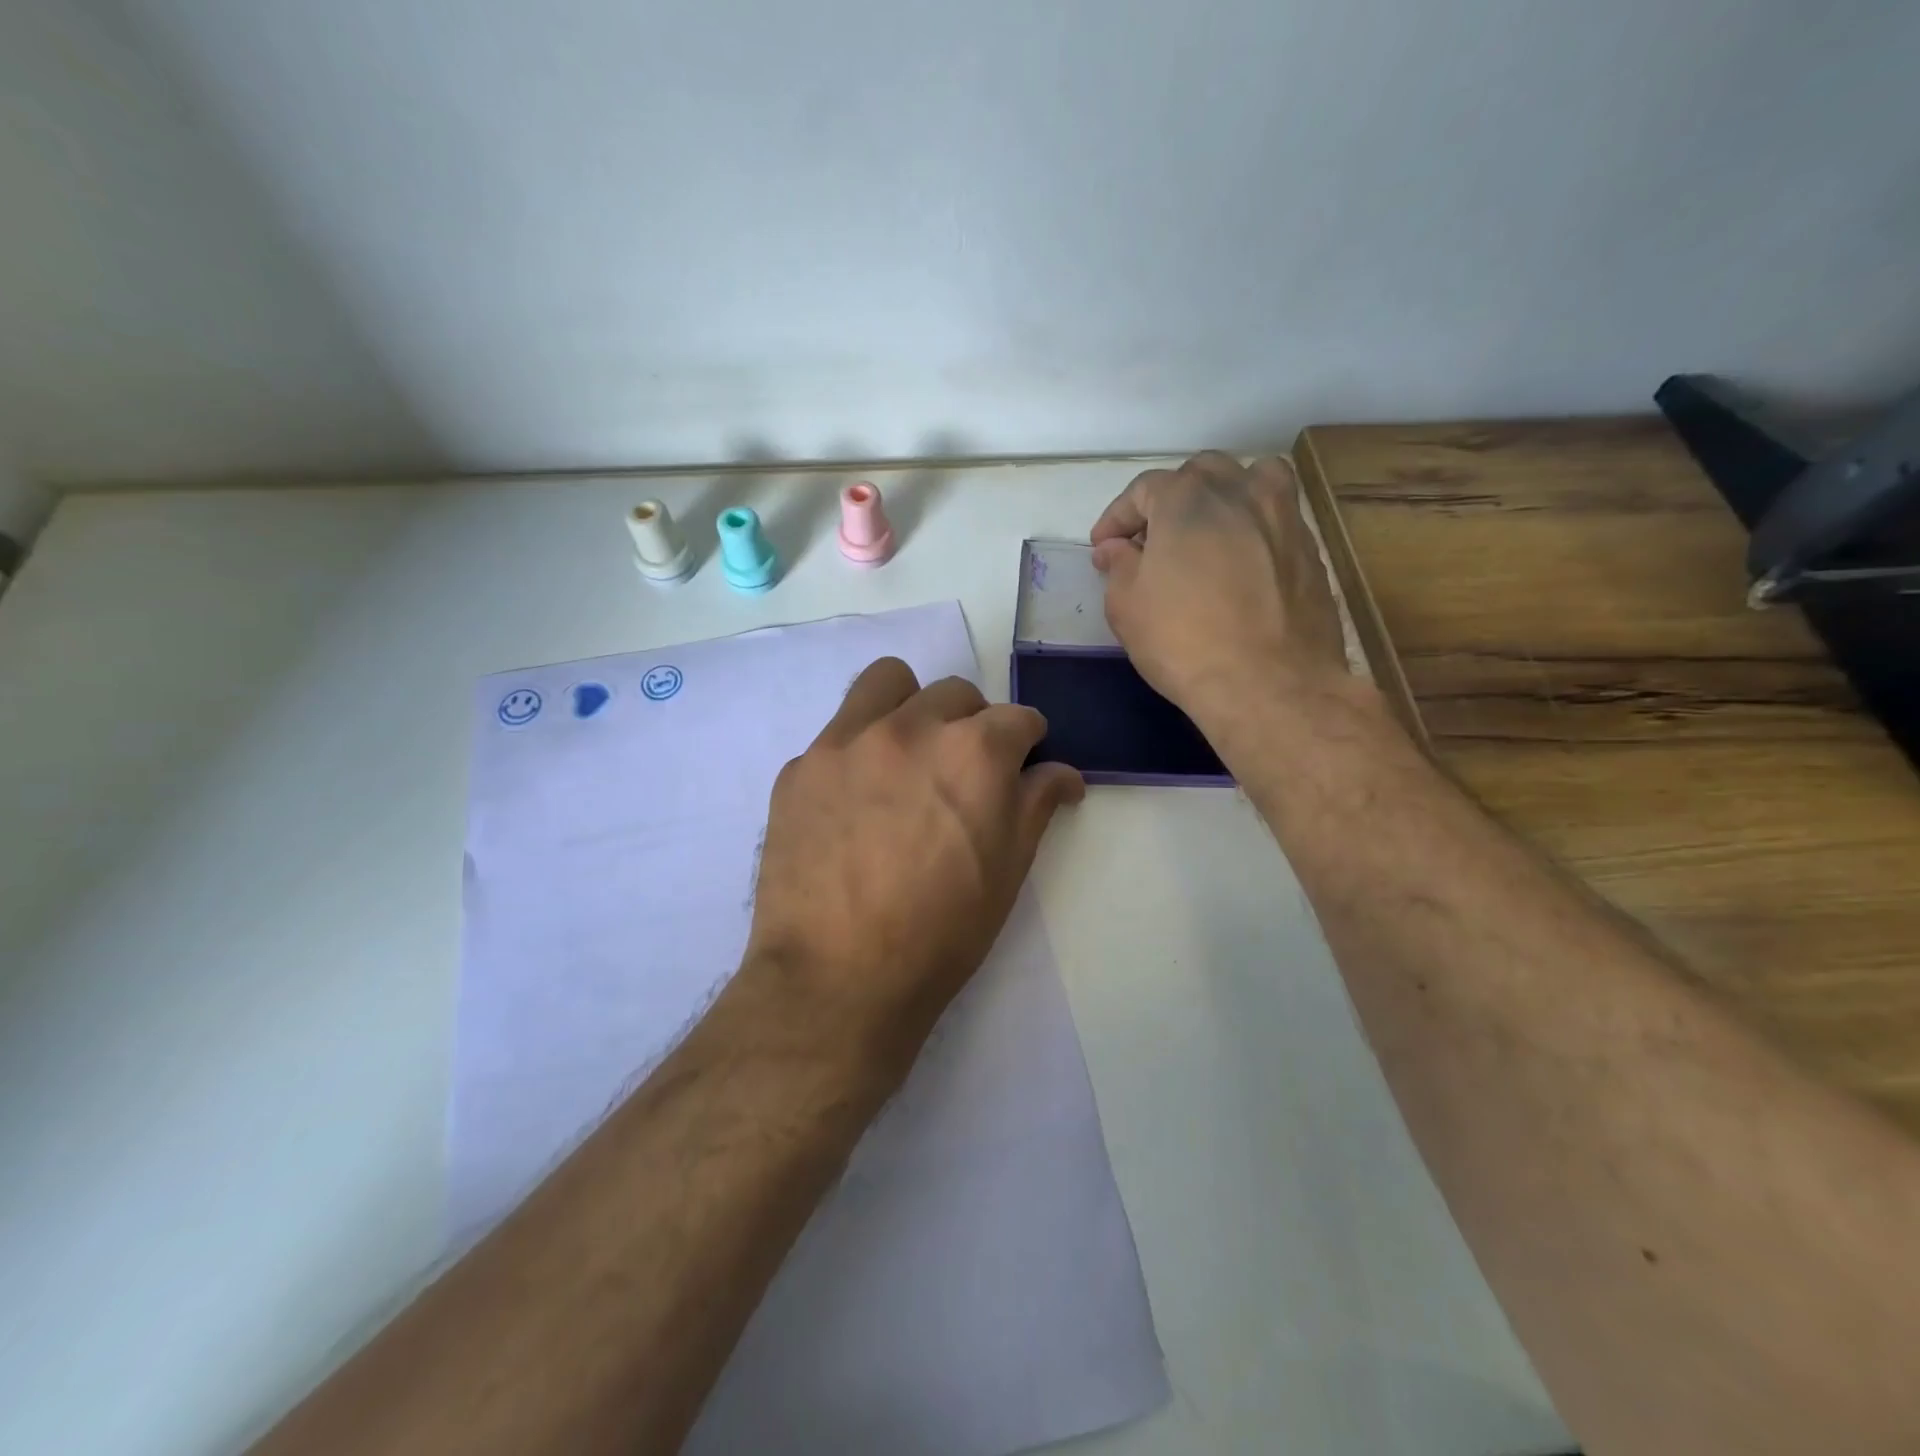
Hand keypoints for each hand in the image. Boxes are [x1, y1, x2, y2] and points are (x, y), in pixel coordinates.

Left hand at [744, 658, 1084, 1058]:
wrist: (837, 979)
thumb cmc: (941, 933)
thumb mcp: (1008, 871)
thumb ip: (1036, 805)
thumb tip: (1064, 773)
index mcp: (974, 752)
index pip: (1018, 719)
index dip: (1028, 743)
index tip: (1023, 764)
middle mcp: (911, 727)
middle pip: (955, 693)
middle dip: (972, 724)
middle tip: (963, 772)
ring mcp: (847, 740)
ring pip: (888, 682)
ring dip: (910, 706)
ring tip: (907, 754)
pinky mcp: (801, 765)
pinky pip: (839, 733)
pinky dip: (858, 751)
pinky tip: (853, 802)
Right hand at [1091, 452, 1350, 734]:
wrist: (1269, 684)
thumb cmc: (1183, 642)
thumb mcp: (1127, 606)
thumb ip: (1119, 566)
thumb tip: (1116, 548)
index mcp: (1188, 499)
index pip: (1144, 489)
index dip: (1118, 517)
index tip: (1104, 547)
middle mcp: (1241, 492)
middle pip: (1202, 473)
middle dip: (1171, 498)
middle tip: (1154, 539)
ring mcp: (1284, 518)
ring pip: (1254, 480)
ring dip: (1224, 496)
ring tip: (1209, 531)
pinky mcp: (1310, 550)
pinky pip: (1278, 519)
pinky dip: (1254, 528)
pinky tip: (1243, 563)